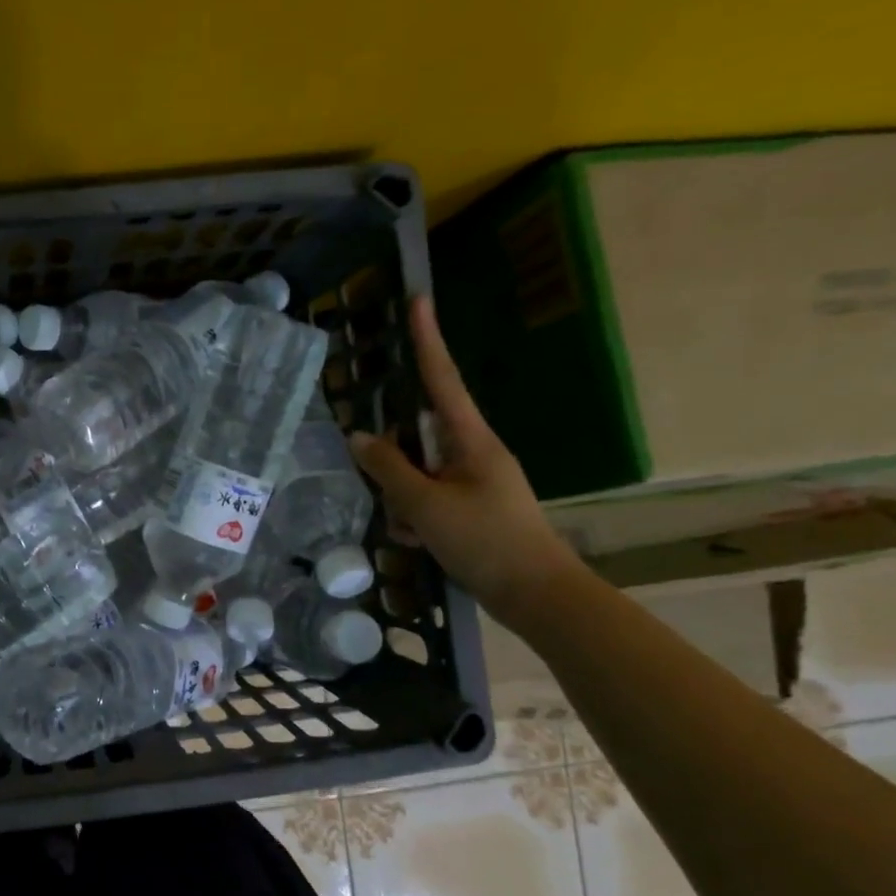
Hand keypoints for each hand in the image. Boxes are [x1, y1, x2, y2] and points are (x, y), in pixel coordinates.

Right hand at [347, 296, 580, 623]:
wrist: (536, 594)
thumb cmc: (484, 540)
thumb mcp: (425, 504)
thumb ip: (388, 468)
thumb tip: (359, 437)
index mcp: (471, 439)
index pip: (442, 379)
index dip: (427, 340)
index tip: (418, 301)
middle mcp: (474, 452)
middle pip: (420, 434)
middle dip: (395, 459)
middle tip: (387, 484)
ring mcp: (475, 481)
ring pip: (419, 471)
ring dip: (403, 496)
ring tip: (408, 530)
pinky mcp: (472, 508)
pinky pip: (429, 497)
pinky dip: (415, 516)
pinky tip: (415, 541)